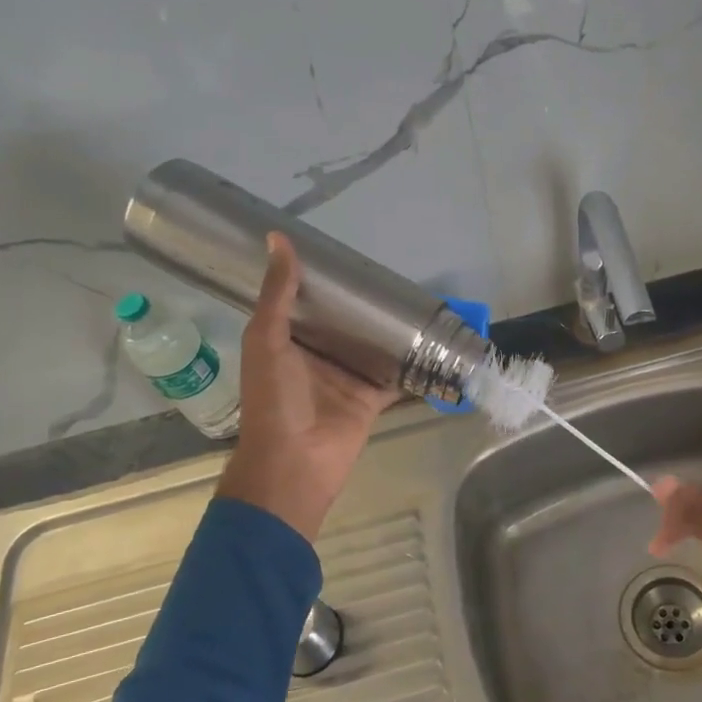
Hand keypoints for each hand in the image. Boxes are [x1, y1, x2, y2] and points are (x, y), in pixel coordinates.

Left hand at [216, 233, 399, 541]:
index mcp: (288, 340)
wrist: (295, 461)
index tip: (346, 255)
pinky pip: (395, 374)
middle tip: (392, 274)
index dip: (324, 281)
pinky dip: (412, 361)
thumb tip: (278, 239)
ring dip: (390, 328)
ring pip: (372, 345)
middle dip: (364, 303)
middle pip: (345, 323)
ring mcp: (347, 377)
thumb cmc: (274, 399)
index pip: (307, 302)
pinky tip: (434, 339)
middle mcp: (319, 356)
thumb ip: (277, 294)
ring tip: (418, 298)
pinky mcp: (371, 397)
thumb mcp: (267, 339)